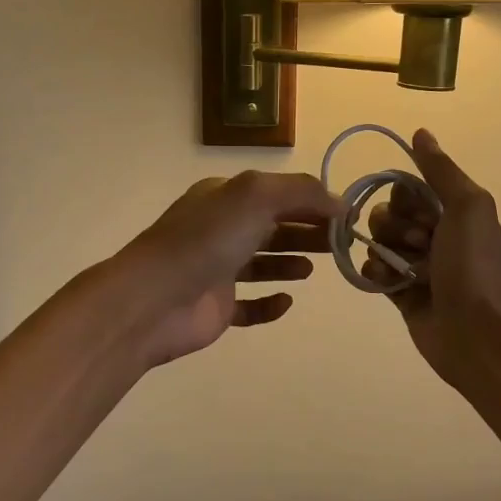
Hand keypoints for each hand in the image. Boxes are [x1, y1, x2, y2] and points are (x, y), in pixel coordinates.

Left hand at [112, 171, 339, 367]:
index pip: (277, 194)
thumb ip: (301, 193)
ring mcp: (216, 270)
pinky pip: (249, 306)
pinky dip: (269, 303)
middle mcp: (220, 229)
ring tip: (314, 269)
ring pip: (261, 263)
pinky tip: (287, 302)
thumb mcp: (256, 196)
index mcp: (225, 198)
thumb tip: (340, 202)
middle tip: (341, 244)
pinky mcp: (216, 308)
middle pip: (273, 227)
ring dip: (289, 262)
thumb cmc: (206, 240)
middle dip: (307, 232)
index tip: (346, 216)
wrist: (154, 300)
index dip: (312, 202)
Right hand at [364, 130, 500, 385]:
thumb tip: (420, 133)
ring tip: (410, 272)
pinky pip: (371, 269)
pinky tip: (392, 284)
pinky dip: (377, 274)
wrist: (471, 332)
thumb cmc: (472, 266)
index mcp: (454, 212)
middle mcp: (434, 234)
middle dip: (397, 228)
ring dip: (389, 253)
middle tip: (422, 246)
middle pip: (389, 212)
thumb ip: (441, 170)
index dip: (407, 199)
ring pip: (377, 241)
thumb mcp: (468, 207)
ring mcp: (415, 264)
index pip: (408, 188)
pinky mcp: (399, 291)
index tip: (424, 216)